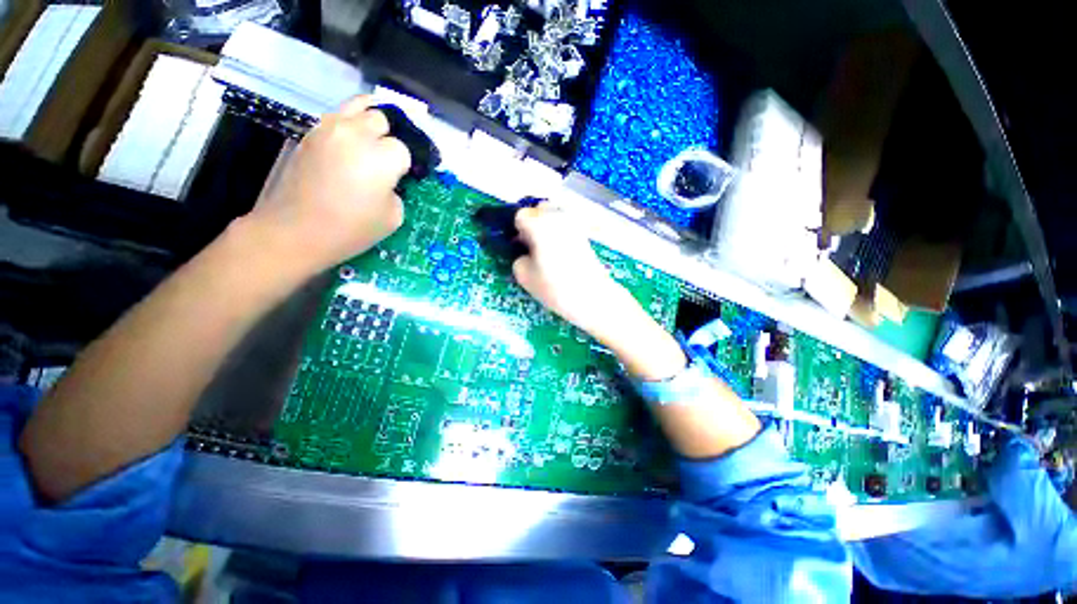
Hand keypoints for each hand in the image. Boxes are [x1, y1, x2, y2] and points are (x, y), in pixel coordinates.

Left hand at [246, 96, 411, 270]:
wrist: (296, 230)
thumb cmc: (351, 229)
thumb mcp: (393, 217)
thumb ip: (397, 191)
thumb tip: (389, 180)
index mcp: (382, 157)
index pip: (403, 149)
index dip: (405, 165)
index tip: (401, 179)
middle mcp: (356, 134)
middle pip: (382, 119)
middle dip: (388, 138)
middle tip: (385, 160)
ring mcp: (329, 128)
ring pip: (358, 106)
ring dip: (369, 123)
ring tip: (372, 140)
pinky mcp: (311, 133)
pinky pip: (337, 117)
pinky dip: (348, 124)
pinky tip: (350, 144)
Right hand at [512, 203, 628, 333]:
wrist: (592, 297)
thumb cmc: (554, 286)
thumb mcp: (524, 276)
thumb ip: (518, 258)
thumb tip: (525, 253)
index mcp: (539, 223)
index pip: (520, 216)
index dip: (517, 230)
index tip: (519, 246)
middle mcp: (557, 217)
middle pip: (539, 210)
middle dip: (533, 224)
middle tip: (532, 246)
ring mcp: (573, 224)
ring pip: (554, 216)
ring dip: (547, 227)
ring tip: (546, 251)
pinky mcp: (584, 234)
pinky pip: (566, 226)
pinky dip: (560, 234)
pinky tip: (560, 254)